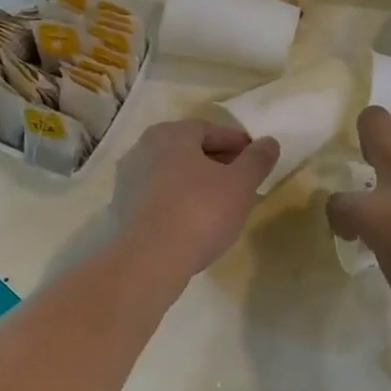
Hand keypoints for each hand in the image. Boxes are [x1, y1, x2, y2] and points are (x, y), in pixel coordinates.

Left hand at [111, 120, 278, 279]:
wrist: (148, 260)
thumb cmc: (199, 212)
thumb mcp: (240, 184)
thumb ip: (257, 159)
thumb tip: (269, 142)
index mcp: (170, 134)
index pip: (210, 130)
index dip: (237, 144)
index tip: (255, 160)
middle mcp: (143, 149)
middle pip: (188, 150)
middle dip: (216, 162)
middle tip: (241, 181)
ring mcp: (128, 180)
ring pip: (172, 174)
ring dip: (196, 183)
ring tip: (220, 203)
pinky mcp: (121, 209)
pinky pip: (159, 196)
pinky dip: (178, 201)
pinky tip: (194, 221)